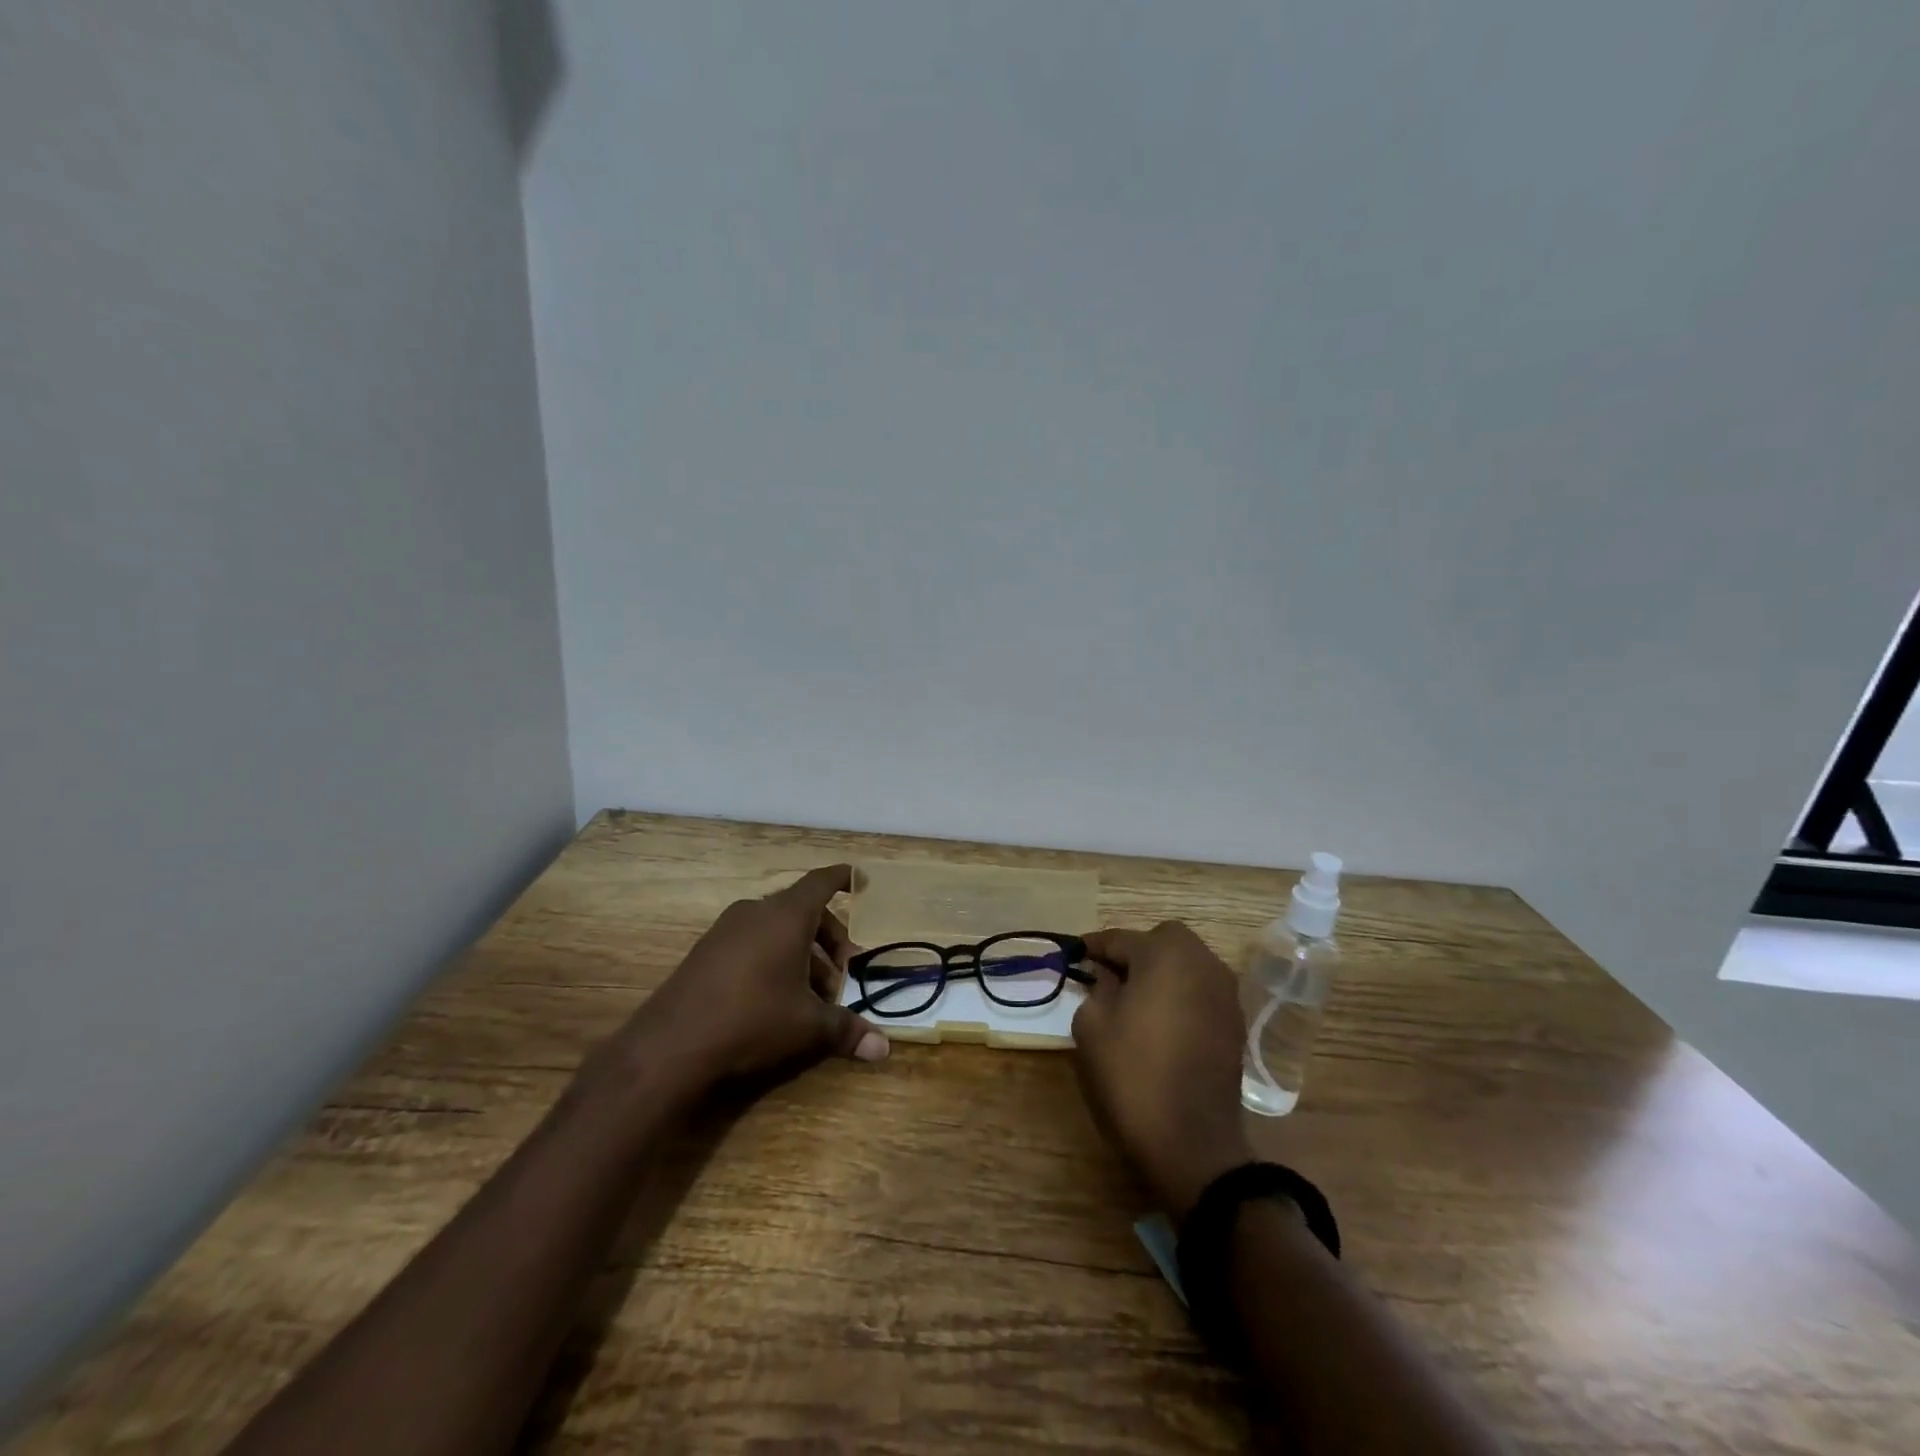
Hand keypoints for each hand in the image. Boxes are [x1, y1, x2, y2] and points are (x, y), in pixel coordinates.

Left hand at [623, 865, 888, 1087]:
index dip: (844, 879)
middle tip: (842, 974)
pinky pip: (753, 941)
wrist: (671, 1044)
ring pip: (777, 928)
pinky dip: (774, 958)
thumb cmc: (752, 1019)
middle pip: (803, 910)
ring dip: (802, 954)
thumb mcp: (806, 1026)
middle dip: (829, 938)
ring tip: (812, 995)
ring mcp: (727, 929)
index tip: (862, 880)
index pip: (822, 882)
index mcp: (787, 915)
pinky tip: (776, 998)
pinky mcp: (706, 951)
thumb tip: (884, 1048)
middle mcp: (756, 911)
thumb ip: (846, 1030)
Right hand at [1073, 921, 1252, 1219]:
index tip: (1074, 954)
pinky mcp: (1235, 1022)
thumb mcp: (1093, 1025)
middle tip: (1109, 976)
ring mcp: (1225, 992)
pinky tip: (1161, 1021)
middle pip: (1162, 941)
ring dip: (1161, 972)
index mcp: (1165, 954)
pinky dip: (1181, 995)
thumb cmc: (1132, 1072)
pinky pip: (1200, 991)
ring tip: (1134, 999)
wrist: (1191, 1140)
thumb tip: (1108, 977)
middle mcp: (1203, 962)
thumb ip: (1097, 988)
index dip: (1093, 947)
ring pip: (1187, 964)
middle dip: (1135, 952)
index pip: (1120, 938)